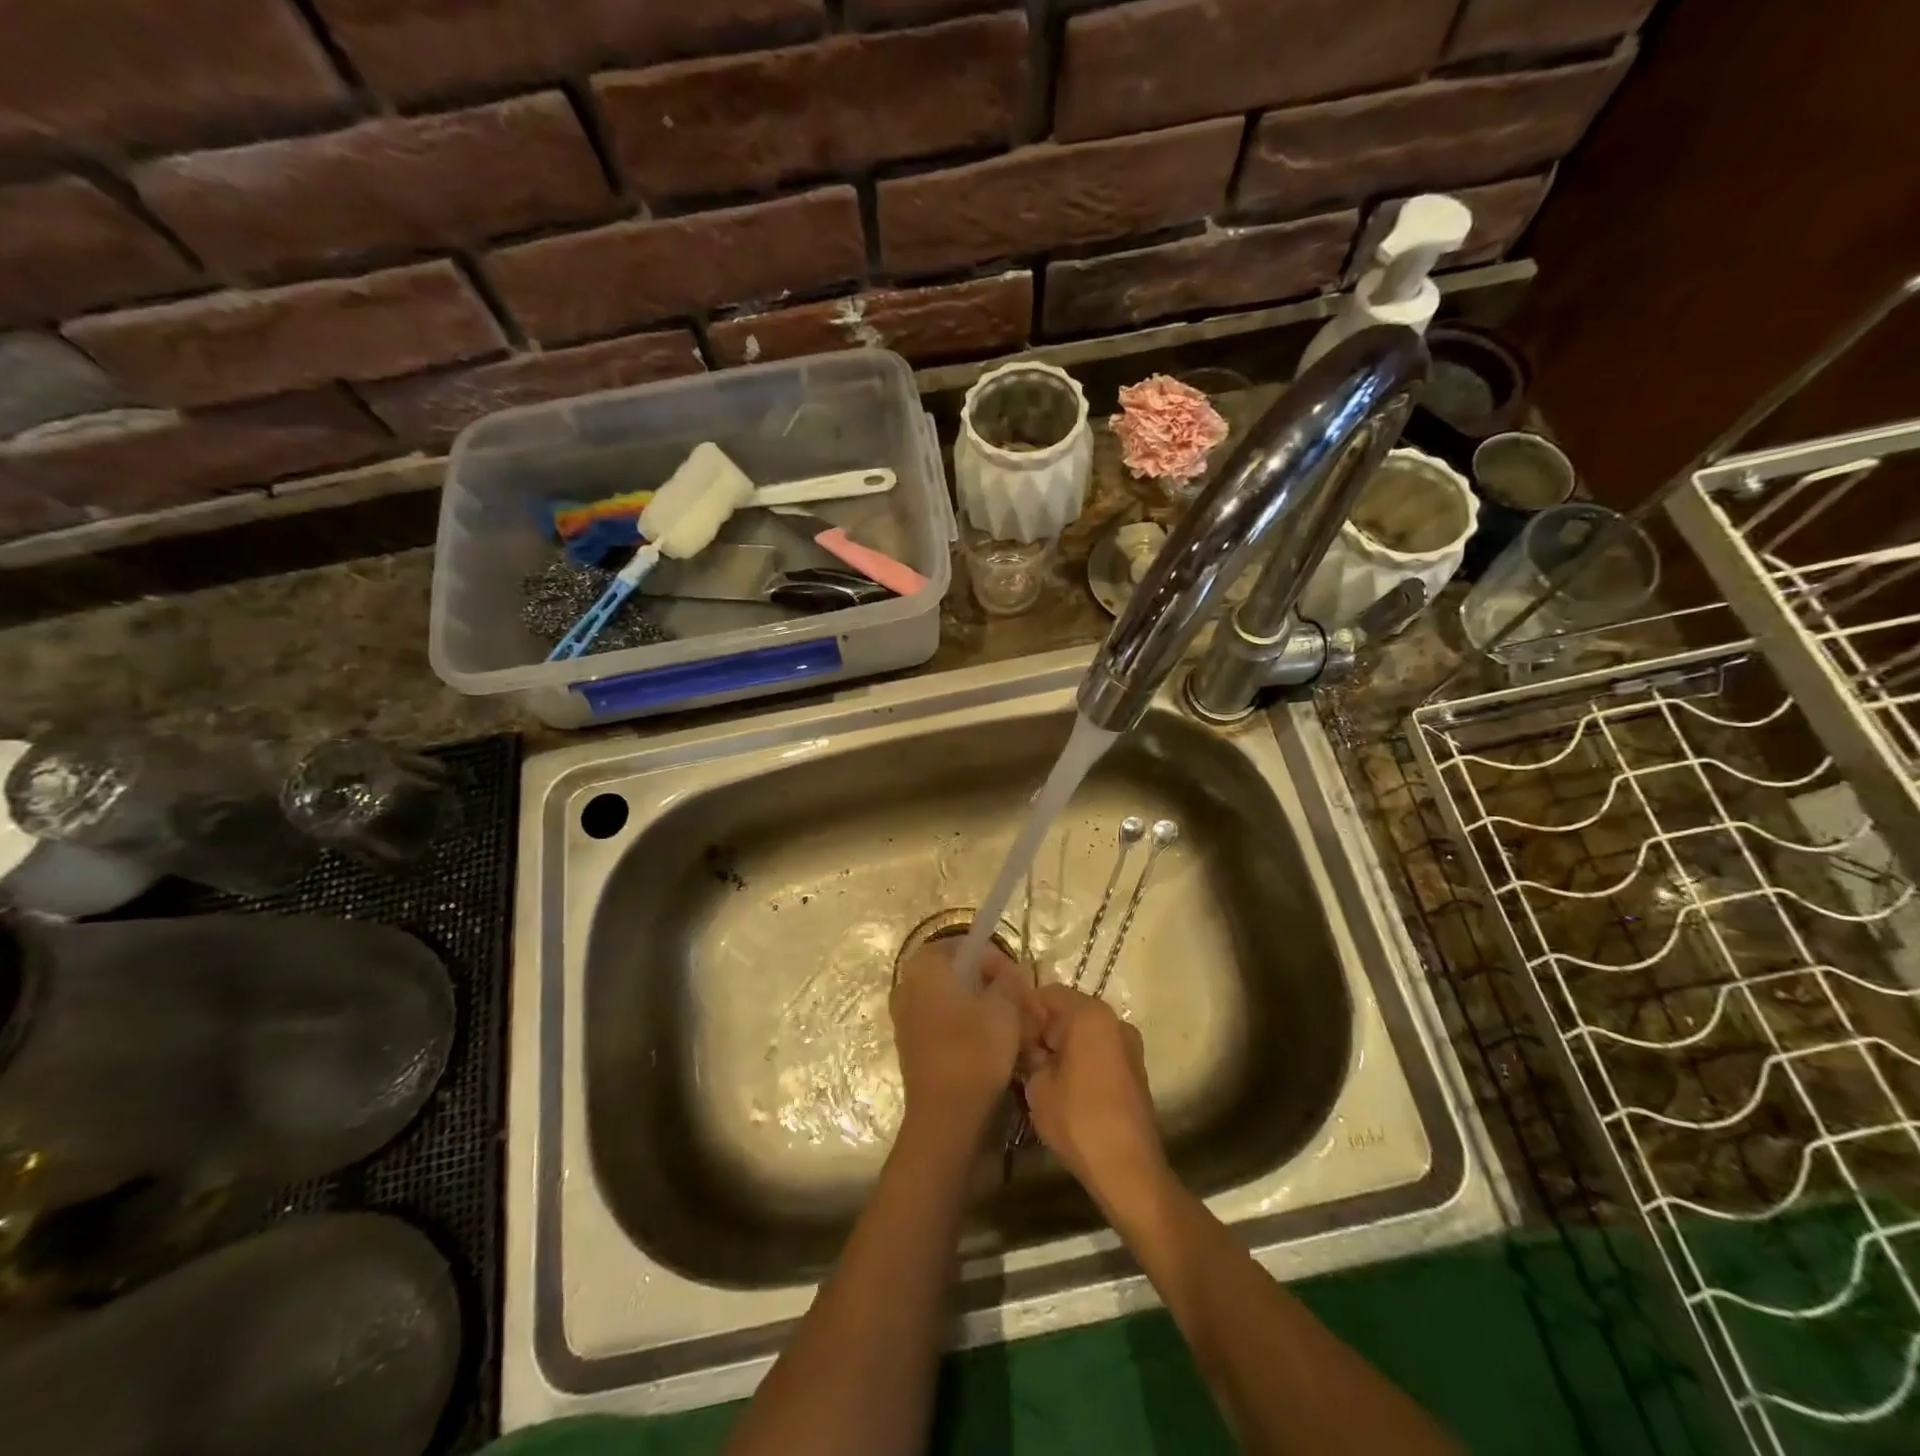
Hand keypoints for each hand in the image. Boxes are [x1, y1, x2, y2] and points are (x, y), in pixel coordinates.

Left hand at [889, 939, 1028, 1140]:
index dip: (997, 961)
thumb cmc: (974, 1051)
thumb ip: (1009, 979)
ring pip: (953, 999)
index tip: (1018, 984)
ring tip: (1011, 1028)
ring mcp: (906, 1016)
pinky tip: (991, 1046)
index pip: (966, 946)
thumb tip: (1010, 971)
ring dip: (982, 1008)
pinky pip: (944, 1023)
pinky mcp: (912, 1045)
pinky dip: (967, 1028)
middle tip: (1020, 1005)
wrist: (944, 1117)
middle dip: (991, 986)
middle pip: (959, 973)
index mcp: (924, 965)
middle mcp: (907, 984)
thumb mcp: (1004, 1007)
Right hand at [1023, 985, 1168, 1213]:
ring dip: (1062, 1045)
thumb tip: (1028, 1043)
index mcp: (1090, 1015)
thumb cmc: (1079, 1120)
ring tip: (1040, 1074)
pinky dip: (1080, 1058)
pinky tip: (1064, 1086)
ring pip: (1084, 1031)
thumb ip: (1030, 1053)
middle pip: (1068, 1010)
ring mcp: (1129, 1044)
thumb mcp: (1038, 1085)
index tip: (1008, 1035)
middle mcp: (1114, 1020)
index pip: (1047, 993)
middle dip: (1043, 1029)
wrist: (1129, 1169)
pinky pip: (1099, 1049)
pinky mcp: (1134, 1069)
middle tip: (1021, 1057)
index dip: (1024, 1011)